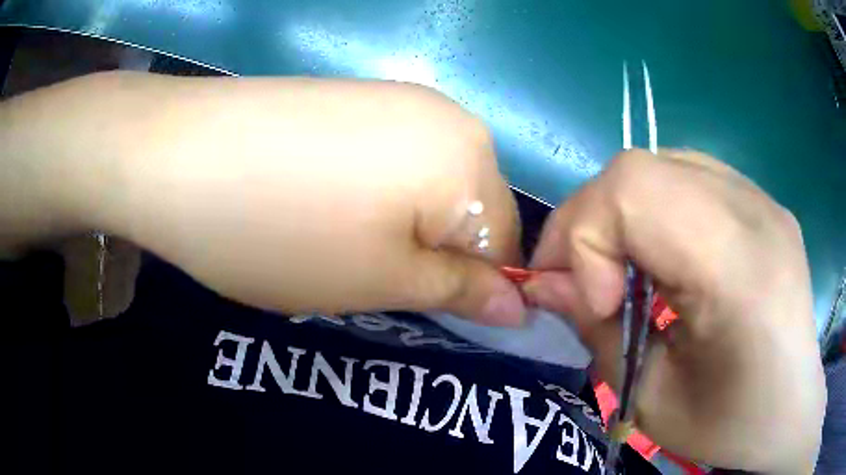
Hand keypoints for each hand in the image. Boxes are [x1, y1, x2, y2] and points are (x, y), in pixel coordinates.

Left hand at [49, 73, 522, 324]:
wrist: (181, 156)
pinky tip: (325, 198)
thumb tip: (519, 307)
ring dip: (405, 223)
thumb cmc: (284, 232)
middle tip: (373, 276)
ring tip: (342, 237)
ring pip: (431, 184)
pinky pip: (395, 156)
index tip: (424, 310)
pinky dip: (378, 191)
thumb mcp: (381, 281)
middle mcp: (448, 116)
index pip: (505, 243)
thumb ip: (461, 292)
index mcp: (470, 159)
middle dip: (436, 253)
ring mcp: (399, 98)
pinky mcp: (357, 96)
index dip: (473, 287)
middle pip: (470, 209)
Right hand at [523, 149, 824, 472]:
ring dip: (621, 214)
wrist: (791, 409)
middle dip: (590, 222)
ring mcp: (761, 197)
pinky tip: (666, 255)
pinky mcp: (761, 199)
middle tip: (588, 283)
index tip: (588, 302)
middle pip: (639, 169)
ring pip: (659, 164)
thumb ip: (596, 334)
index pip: (634, 191)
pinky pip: (687, 176)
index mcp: (739, 269)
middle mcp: (754, 212)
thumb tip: (546, 284)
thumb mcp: (651, 401)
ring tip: (625, 269)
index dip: (586, 238)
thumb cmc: (728, 424)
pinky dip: (654, 209)